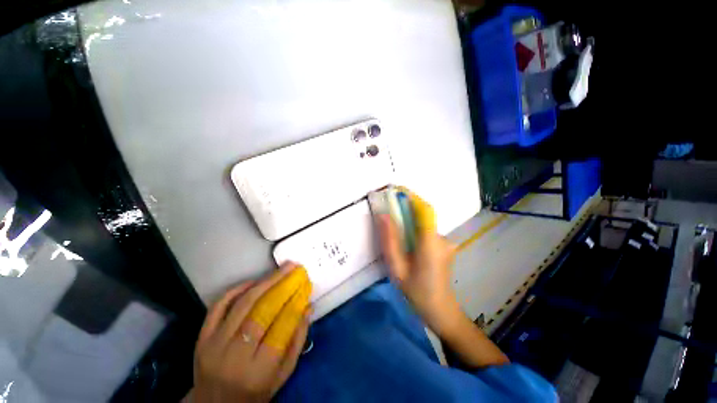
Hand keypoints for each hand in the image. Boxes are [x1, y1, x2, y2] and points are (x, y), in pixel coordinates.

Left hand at [188, 263, 310, 402]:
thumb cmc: (254, 393)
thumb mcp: (283, 375)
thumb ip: (297, 341)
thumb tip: (308, 307)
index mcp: (260, 370)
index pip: (283, 326)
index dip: (296, 300)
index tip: (306, 283)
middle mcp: (235, 356)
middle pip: (262, 310)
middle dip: (282, 284)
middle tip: (295, 268)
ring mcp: (215, 345)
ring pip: (243, 303)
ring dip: (265, 281)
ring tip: (282, 269)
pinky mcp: (201, 338)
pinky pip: (219, 306)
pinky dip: (237, 289)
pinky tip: (254, 281)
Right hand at [376, 191, 459, 335]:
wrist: (440, 310)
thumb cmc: (417, 292)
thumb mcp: (397, 268)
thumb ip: (390, 241)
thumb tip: (383, 215)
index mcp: (430, 243)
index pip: (425, 211)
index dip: (412, 196)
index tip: (396, 190)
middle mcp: (441, 238)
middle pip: (424, 214)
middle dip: (407, 205)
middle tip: (389, 205)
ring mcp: (445, 241)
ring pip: (425, 222)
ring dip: (410, 216)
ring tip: (394, 222)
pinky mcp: (443, 245)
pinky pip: (427, 229)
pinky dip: (414, 226)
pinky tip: (405, 238)